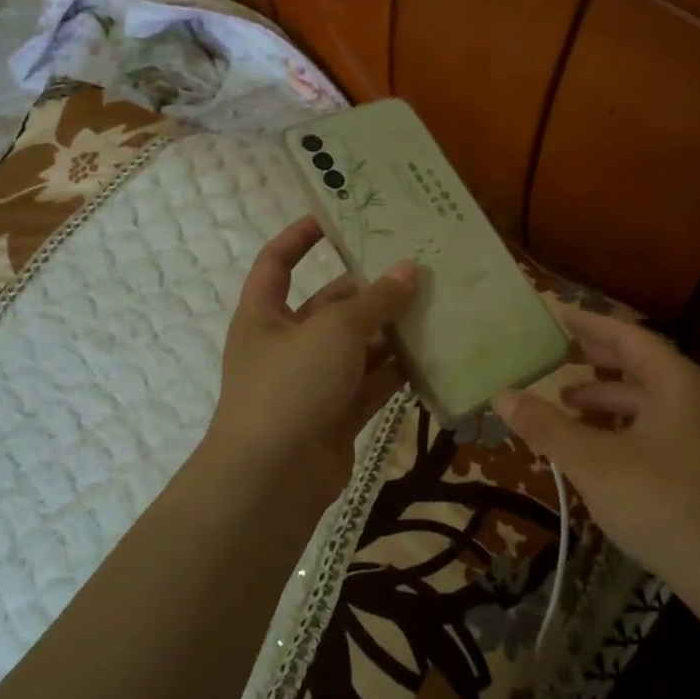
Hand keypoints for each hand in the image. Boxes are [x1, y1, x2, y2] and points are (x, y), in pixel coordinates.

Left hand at [207, 217, 417, 499]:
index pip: (277, 262)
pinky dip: (397, 371)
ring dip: (391, 331)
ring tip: (435, 306)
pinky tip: (433, 353)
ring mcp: (312, 383)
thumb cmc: (291, 386)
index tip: (338, 218)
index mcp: (264, 316)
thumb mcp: (334, 331)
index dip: (301, 237)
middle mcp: (286, 345)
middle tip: (417, 269)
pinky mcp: (337, 414)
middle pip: (330, 306)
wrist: (273, 480)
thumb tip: (410, 269)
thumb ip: (375, 301)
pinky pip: (371, 383)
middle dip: (370, 291)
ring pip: (357, 347)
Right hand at [493, 310, 699, 603]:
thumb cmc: (661, 504)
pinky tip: (602, 445)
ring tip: (569, 405)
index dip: (592, 325)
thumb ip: (547, 426)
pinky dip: (628, 425)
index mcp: (679, 382)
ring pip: (652, 400)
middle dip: (600, 361)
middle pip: (644, 365)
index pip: (629, 337)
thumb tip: (502, 395)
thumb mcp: (593, 463)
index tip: (561, 315)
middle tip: (562, 354)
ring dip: (610, 399)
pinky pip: (662, 426)